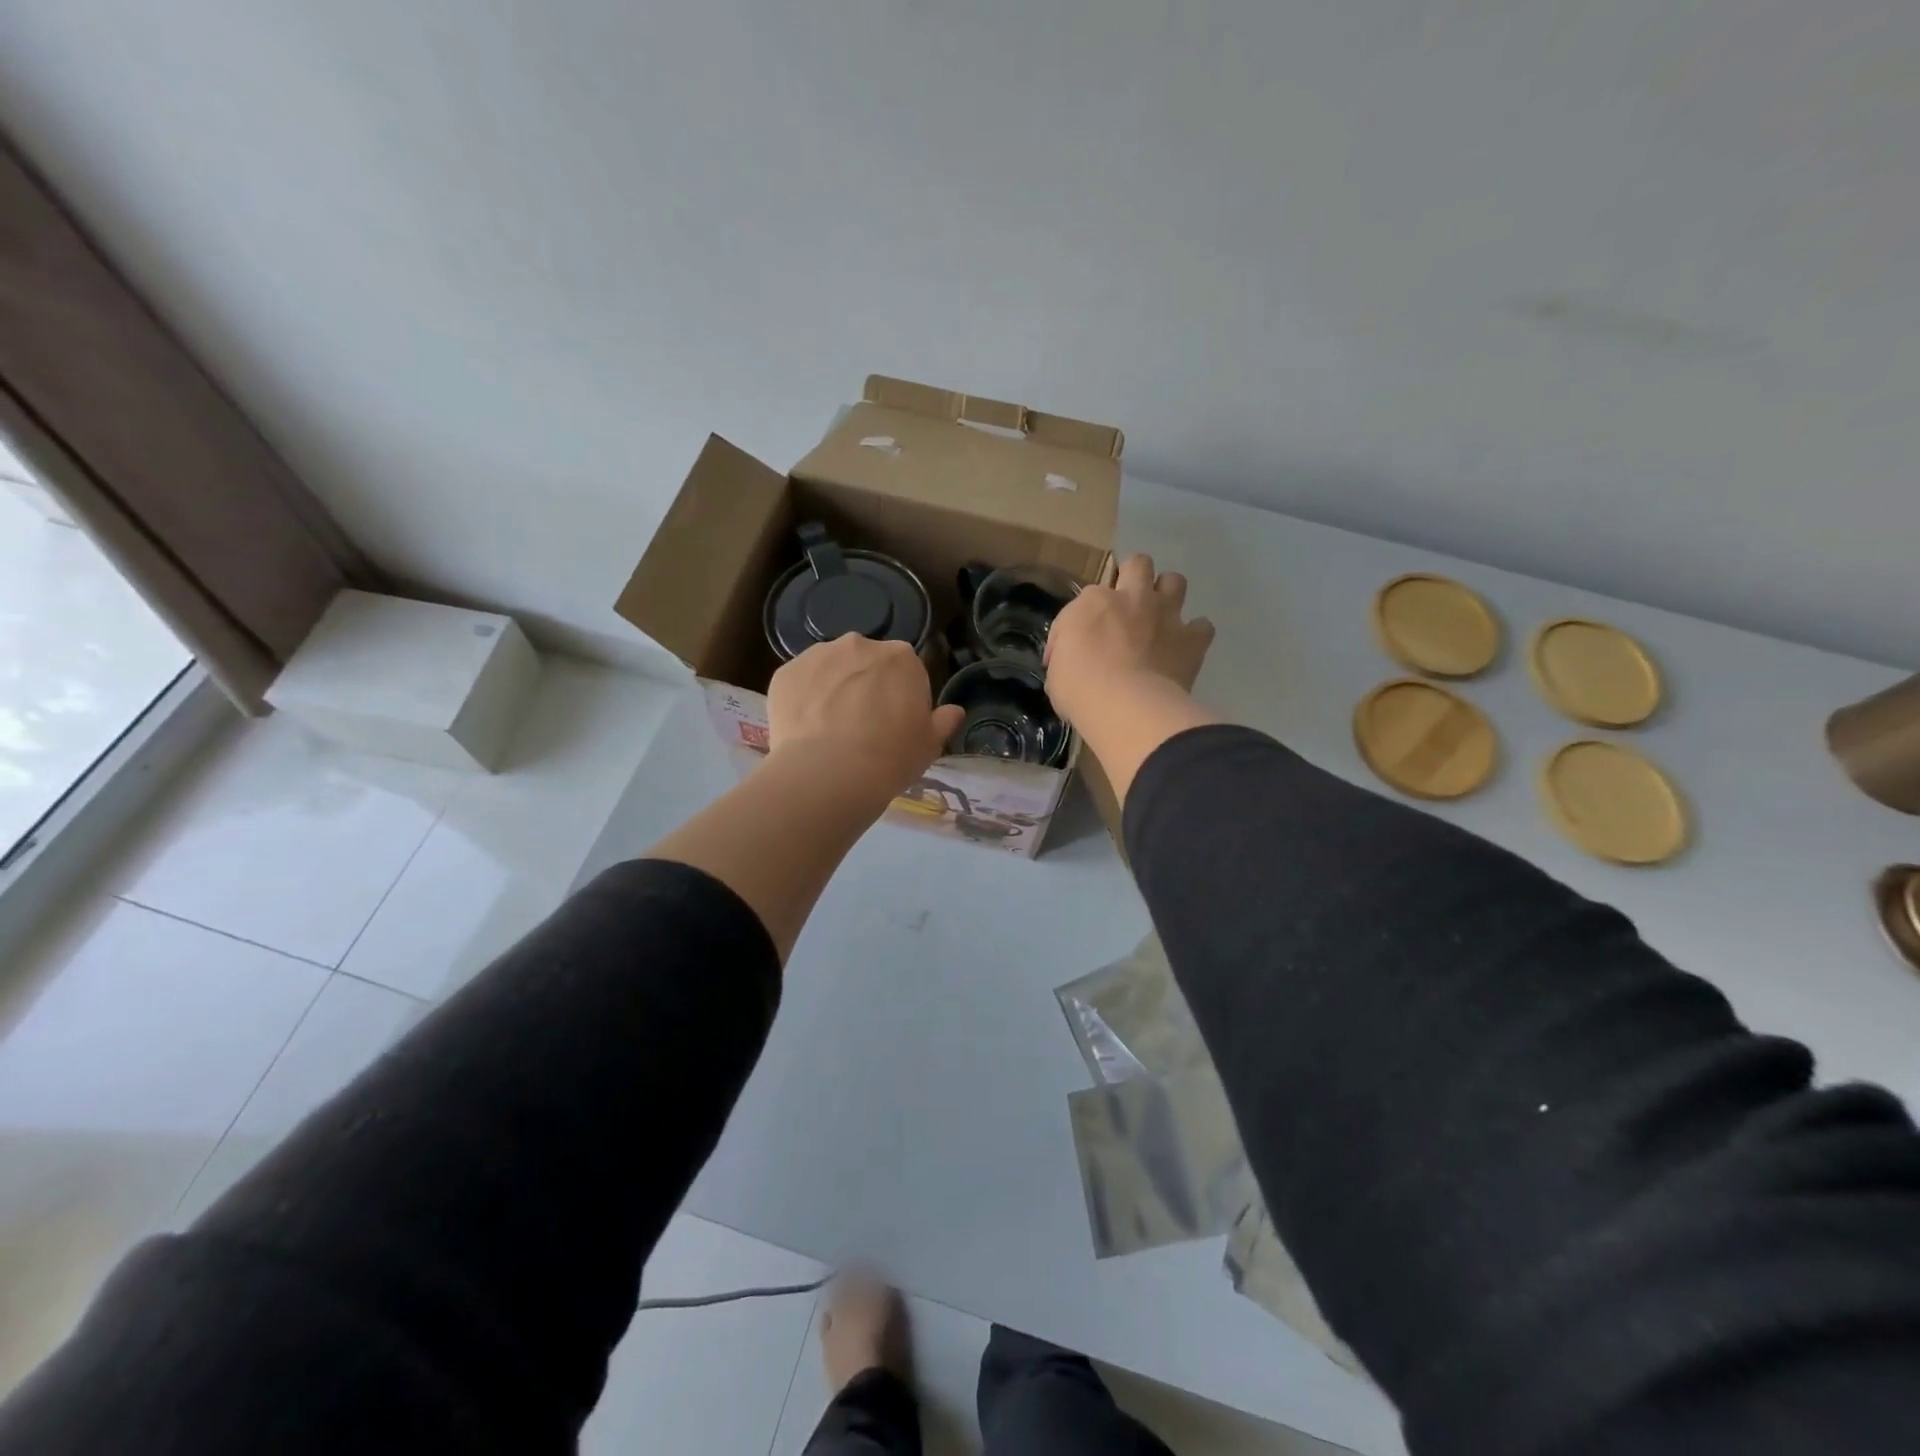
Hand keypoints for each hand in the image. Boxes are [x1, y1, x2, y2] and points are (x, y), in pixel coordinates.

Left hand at [768, 635, 965, 803]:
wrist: (829, 774)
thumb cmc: (890, 758)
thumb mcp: (929, 745)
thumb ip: (943, 722)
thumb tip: (954, 711)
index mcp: (902, 657)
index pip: (906, 671)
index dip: (901, 697)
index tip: (895, 724)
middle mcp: (860, 644)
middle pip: (866, 663)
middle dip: (865, 686)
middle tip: (862, 726)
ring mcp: (818, 655)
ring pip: (830, 669)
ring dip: (833, 689)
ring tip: (829, 729)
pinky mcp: (785, 673)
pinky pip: (799, 683)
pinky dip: (803, 700)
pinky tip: (805, 730)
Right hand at [1044, 554, 1214, 727]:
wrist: (1127, 707)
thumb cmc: (1081, 689)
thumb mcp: (1056, 670)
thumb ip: (1065, 654)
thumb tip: (1067, 657)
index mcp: (1093, 601)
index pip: (1089, 596)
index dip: (1085, 619)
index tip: (1081, 644)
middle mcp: (1133, 598)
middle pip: (1138, 564)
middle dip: (1134, 577)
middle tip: (1128, 605)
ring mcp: (1166, 615)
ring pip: (1175, 581)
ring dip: (1168, 595)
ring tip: (1160, 617)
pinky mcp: (1192, 640)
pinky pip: (1202, 626)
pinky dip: (1194, 634)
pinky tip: (1184, 647)